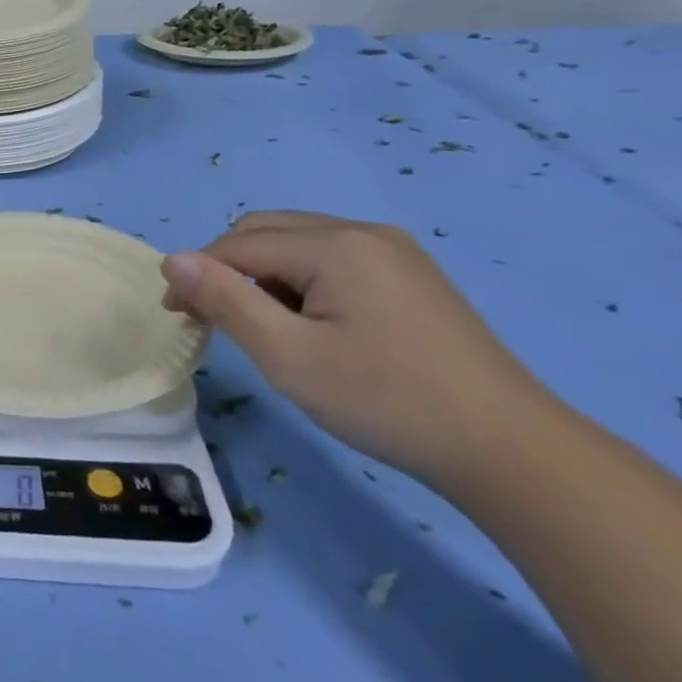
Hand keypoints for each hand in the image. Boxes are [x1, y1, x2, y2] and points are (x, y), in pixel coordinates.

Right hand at [160, 211, 550, 483]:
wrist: (509, 450)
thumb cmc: (385, 400)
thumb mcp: (286, 355)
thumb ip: (223, 300)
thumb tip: (172, 260)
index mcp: (335, 244)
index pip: (238, 245)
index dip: (197, 276)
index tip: (178, 318)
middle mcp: (364, 232)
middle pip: (266, 232)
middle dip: (228, 269)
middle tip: (214, 320)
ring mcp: (394, 252)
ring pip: (298, 245)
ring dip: (264, 276)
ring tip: (266, 330)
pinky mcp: (410, 276)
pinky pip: (332, 260)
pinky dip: (300, 283)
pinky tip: (312, 326)